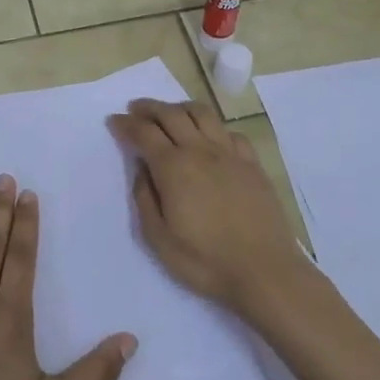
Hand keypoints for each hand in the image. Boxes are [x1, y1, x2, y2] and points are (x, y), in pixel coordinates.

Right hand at [108, 98, 304, 311]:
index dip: (126, 124)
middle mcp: (201, 151)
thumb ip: (145, 199)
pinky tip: (209, 138)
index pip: (144, 133)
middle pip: (171, 114)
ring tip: (170, 113)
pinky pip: (229, 132)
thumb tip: (142, 170)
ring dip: (180, 108)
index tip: (114, 120)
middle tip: (135, 109)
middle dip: (149, 108)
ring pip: (202, 114)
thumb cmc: (206, 261)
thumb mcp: (159, 239)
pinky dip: (212, 127)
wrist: (265, 271)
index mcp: (174, 168)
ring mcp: (230, 154)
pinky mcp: (252, 163)